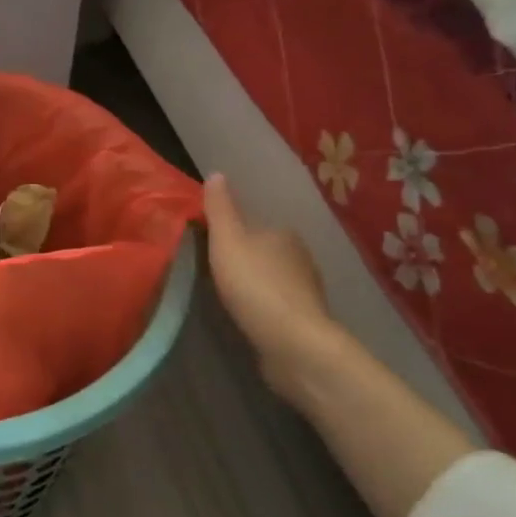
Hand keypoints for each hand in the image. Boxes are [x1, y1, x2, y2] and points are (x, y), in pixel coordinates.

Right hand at [201, 173, 338, 391]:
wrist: (292, 342)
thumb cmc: (255, 285)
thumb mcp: (227, 241)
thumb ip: (220, 209)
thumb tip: (216, 173)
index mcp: (282, 233)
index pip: (252, 226)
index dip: (230, 235)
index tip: (208, 249)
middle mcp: (300, 256)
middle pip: (264, 251)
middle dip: (244, 260)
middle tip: (214, 274)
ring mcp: (307, 289)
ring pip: (273, 278)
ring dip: (255, 284)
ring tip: (228, 297)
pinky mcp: (306, 319)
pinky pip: (278, 304)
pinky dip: (264, 306)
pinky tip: (249, 316)